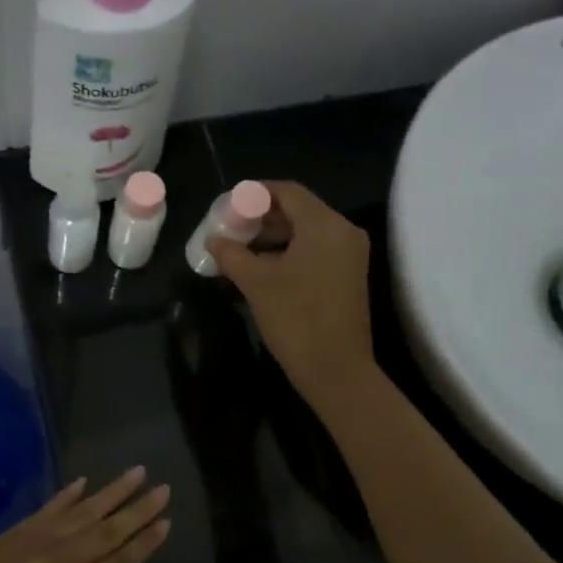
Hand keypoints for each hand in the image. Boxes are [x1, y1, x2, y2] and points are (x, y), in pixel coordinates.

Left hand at [0, 468, 170, 562]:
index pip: (121, 561)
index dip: (146, 542)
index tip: (166, 521)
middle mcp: (62, 560)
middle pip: (109, 530)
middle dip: (139, 508)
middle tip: (164, 488)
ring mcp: (37, 541)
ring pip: (84, 510)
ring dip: (112, 491)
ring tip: (137, 472)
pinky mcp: (14, 533)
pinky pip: (49, 508)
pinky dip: (68, 494)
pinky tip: (84, 481)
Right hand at [207, 180, 376, 412]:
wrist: (336, 370)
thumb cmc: (295, 318)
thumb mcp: (255, 282)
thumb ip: (231, 253)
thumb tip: (213, 239)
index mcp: (324, 224)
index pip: (287, 191)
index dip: (255, 193)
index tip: (229, 204)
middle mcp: (343, 231)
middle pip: (299, 209)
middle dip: (262, 216)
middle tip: (231, 226)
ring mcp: (349, 255)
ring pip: (307, 231)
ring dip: (274, 235)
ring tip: (240, 247)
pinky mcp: (349, 275)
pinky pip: (316, 249)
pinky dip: (290, 251)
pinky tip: (262, 266)